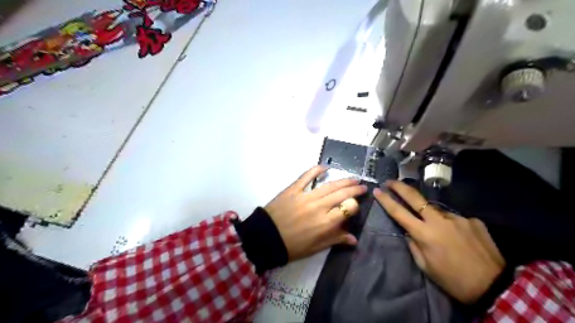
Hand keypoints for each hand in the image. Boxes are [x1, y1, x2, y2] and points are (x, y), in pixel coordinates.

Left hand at [266, 166, 365, 261]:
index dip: (355, 205)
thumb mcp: (315, 248)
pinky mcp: (293, 190)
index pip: (348, 208)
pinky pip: (306, 177)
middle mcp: (319, 206)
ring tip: (353, 178)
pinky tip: (324, 167)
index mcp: (326, 223)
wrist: (265, 238)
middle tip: (362, 186)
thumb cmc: (291, 246)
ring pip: (329, 185)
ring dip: (343, 180)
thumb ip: (335, 239)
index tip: (356, 204)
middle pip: (341, 193)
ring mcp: (306, 196)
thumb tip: (354, 239)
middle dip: (354, 189)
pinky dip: (315, 170)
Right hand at [374, 181, 503, 303]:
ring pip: (436, 209)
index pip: (399, 212)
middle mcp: (439, 221)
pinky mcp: (472, 220)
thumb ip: (414, 245)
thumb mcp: (426, 266)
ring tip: (438, 231)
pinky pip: (454, 219)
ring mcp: (457, 218)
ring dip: (430, 214)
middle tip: (390, 181)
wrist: (494, 286)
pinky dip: (451, 225)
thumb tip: (409, 231)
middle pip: (415, 198)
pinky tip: (458, 238)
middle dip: (400, 187)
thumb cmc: (453, 279)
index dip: (386, 200)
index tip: (377, 190)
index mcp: (424, 234)